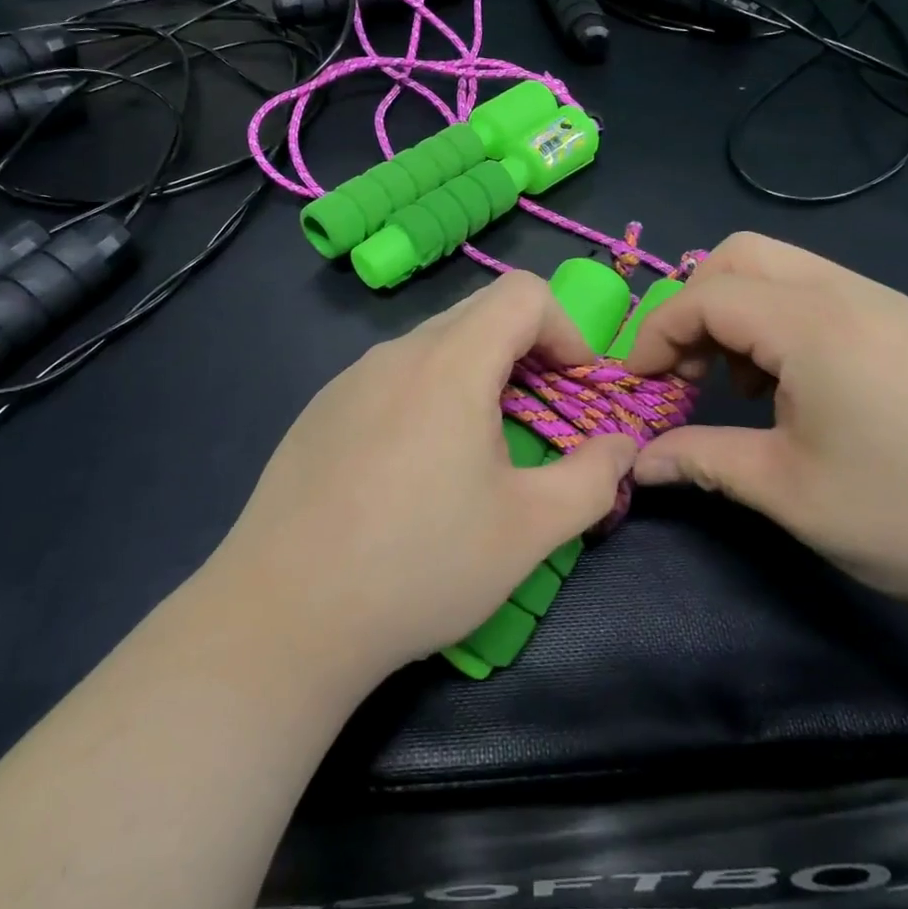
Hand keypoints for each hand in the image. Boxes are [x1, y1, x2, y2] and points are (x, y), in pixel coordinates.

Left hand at [209, 271, 638, 683]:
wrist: (284, 615)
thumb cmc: (420, 566)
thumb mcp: (528, 530)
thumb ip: (592, 478)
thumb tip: (622, 446)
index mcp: (450, 363)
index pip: (523, 293)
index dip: (565, 328)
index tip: (575, 387)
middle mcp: (396, 352)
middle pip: (479, 312)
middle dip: (526, 351)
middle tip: (539, 416)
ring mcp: (350, 377)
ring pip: (433, 344)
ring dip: (476, 373)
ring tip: (478, 447)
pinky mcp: (321, 408)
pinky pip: (392, 375)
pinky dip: (427, 393)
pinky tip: (413, 467)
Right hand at [625, 232, 907, 611]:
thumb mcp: (789, 493)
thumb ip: (702, 460)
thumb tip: (637, 464)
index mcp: (815, 325)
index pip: (705, 296)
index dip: (657, 333)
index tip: (640, 384)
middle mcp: (851, 293)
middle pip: (741, 256)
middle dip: (695, 305)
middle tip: (690, 370)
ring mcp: (890, 304)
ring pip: (784, 269)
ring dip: (741, 312)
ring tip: (744, 386)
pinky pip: (824, 293)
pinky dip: (784, 322)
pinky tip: (801, 388)